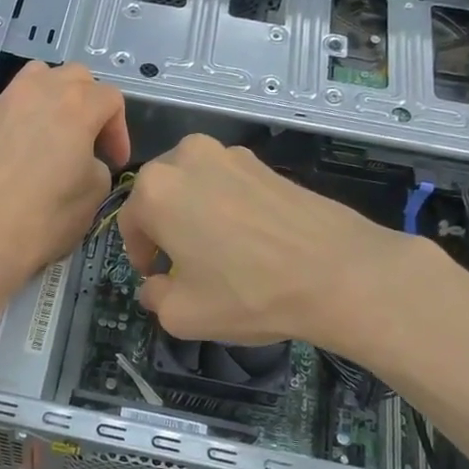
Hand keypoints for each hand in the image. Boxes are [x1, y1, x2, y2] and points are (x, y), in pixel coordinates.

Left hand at [0, 62, 129, 287]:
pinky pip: (17, 99)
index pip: (111, 99)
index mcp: (77, 104)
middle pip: (77, 78)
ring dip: (58, 96)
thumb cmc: (48, 215)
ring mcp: (8, 100)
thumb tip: (83, 159)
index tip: (114, 162)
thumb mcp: (95, 192)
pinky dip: (31, 111)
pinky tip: (31, 145)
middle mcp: (42, 89)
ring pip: (41, 77)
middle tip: (92, 142)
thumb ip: (98, 163)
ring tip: (60, 130)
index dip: (119, 131)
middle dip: (91, 105)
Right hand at [117, 134, 445, 349]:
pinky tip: (252, 241)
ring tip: (221, 252)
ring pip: (196, 187)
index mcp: (156, 189)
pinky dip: (229, 208)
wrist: (339, 273)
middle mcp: (187, 158)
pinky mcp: (266, 162)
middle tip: (185, 265)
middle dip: (166, 229)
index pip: (129, 222)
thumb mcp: (182, 314)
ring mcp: (231, 154)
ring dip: (196, 214)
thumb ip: (154, 297)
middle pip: (161, 197)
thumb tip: (156, 285)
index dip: (140, 254)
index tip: (155, 276)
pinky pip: (229, 185)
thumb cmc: (248, 293)